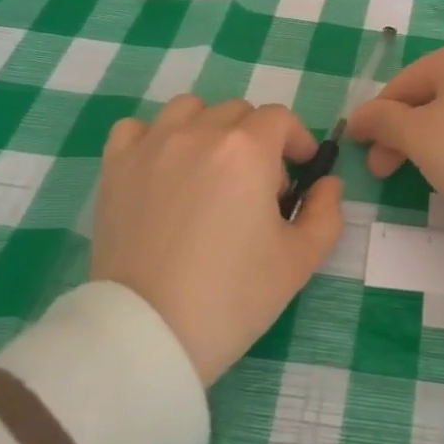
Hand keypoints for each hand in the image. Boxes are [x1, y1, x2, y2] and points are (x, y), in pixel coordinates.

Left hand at [95, 96, 342, 383]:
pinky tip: (163, 168)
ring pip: (189, 109)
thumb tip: (327, 184)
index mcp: (247, 150)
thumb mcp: (300, 261)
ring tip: (210, 170)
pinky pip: (137, 129)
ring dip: (209, 128)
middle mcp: (199, 133)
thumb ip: (326, 212)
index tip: (300, 172)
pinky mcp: (116, 168)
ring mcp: (152, 146)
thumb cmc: (232, 296)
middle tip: (257, 187)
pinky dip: (154, 138)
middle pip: (238, 112)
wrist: (148, 334)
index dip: (297, 141)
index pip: (281, 119)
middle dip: (257, 139)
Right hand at [347, 37, 443, 245]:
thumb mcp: (418, 136)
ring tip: (420, 175)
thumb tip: (360, 117)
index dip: (375, 117)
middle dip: (401, 134)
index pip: (403, 83)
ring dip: (429, 143)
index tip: (360, 151)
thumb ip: (382, 121)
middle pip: (431, 97)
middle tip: (384, 171)